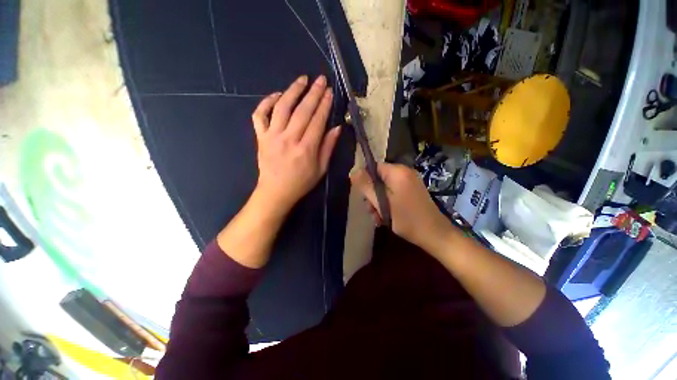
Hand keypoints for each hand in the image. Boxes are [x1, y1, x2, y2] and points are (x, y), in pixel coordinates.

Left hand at [251, 75, 341, 214]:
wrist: (276, 192)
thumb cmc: (301, 182)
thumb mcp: (321, 169)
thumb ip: (328, 147)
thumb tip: (337, 128)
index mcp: (306, 149)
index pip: (317, 121)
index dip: (324, 104)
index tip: (329, 91)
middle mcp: (289, 139)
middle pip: (302, 111)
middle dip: (313, 93)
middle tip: (320, 79)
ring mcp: (272, 136)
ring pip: (282, 107)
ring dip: (292, 91)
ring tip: (302, 80)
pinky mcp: (261, 137)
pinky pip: (260, 115)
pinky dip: (266, 102)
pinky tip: (277, 95)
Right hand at [351, 163, 452, 252]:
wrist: (435, 234)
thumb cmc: (407, 220)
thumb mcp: (382, 204)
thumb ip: (367, 187)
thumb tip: (353, 172)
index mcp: (398, 172)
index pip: (374, 167)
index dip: (365, 179)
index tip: (362, 195)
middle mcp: (404, 173)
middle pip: (379, 178)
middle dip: (372, 195)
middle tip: (370, 210)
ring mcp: (410, 182)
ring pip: (385, 187)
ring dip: (378, 202)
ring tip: (378, 218)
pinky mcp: (412, 190)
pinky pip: (394, 192)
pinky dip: (387, 202)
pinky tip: (385, 217)